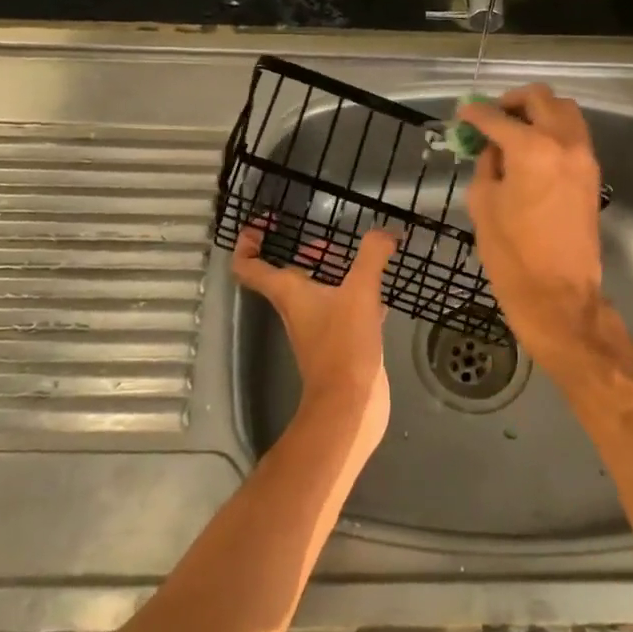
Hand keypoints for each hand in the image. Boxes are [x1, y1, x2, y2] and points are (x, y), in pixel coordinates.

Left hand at [232, 225, 397, 455]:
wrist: (351, 405)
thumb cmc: (344, 345)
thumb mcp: (360, 291)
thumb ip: (372, 256)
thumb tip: (385, 232)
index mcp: (288, 293)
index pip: (250, 267)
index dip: (248, 243)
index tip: (261, 226)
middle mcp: (297, 308)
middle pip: (289, 275)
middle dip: (307, 254)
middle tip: (330, 240)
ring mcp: (318, 327)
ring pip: (319, 290)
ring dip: (334, 272)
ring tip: (363, 257)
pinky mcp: (341, 341)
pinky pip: (345, 308)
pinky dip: (359, 294)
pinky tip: (383, 289)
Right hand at [459, 86, 611, 368]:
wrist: (558, 294)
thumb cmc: (511, 253)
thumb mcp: (483, 203)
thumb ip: (488, 164)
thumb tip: (494, 148)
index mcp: (531, 148)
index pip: (497, 117)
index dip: (475, 113)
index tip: (463, 114)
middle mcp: (563, 142)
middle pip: (541, 98)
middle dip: (512, 101)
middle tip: (492, 116)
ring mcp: (584, 157)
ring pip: (565, 111)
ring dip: (539, 111)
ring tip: (516, 129)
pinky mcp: (592, 174)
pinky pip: (574, 134)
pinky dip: (554, 130)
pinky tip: (533, 150)